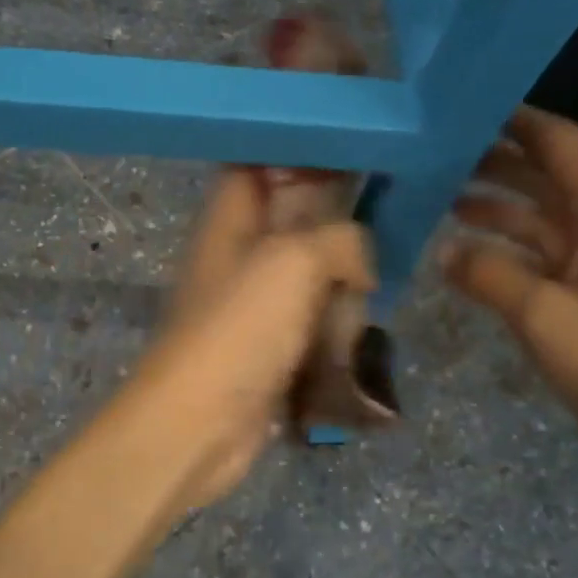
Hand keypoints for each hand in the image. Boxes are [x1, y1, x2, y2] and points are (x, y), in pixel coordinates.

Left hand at [124, 167, 374, 509]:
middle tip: (376, 231)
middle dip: (336, 227)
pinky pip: (313, 319)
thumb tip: (361, 266)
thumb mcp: (294, 261)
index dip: (300, 153)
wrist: (201, 424)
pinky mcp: (271, 344)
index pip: (260, 163)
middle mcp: (240, 253)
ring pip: (311, 273)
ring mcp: (255, 302)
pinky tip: (357, 331)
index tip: (354, 154)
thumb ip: (340, 239)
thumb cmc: (241, 327)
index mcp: (230, 218)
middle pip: (295, 220)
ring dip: (341, 284)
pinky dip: (335, 324)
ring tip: (365, 294)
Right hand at [443, 107, 577, 508]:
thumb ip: (489, 275)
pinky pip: (544, 260)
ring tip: (442, 205)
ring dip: (497, 211)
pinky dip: (508, 254)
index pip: (559, 143)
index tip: (463, 110)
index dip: (514, 121)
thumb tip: (444, 250)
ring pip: (543, 221)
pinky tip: (470, 261)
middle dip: (495, 165)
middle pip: (547, 178)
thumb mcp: (545, 315)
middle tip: (435, 160)